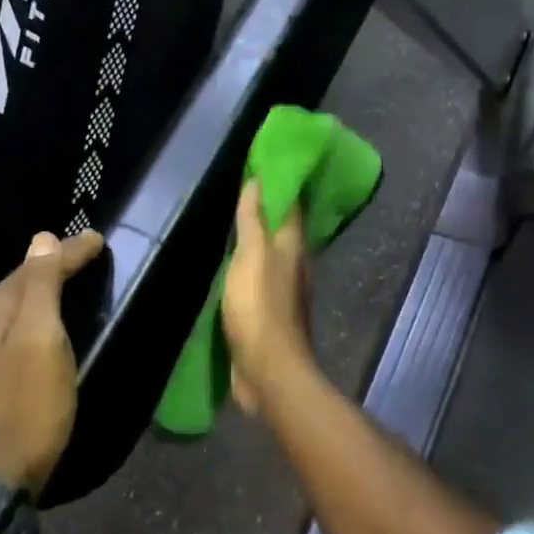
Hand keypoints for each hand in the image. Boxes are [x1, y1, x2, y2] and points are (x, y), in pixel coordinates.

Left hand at [0, 230, 103, 492]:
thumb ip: (41, 286)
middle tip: (83, 259)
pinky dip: (21, 317)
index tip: (98, 240)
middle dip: (50, 266)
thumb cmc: (28, 408)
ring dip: (34, 292)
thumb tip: (42, 238)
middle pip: (19, 281)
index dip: (70, 251)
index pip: (37, 263)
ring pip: (7, 305)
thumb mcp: (42, 341)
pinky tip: (30, 327)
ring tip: (62, 288)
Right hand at [221, 181, 315, 414]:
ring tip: (240, 220)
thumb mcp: (252, 256)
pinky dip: (252, 263)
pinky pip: (262, 277)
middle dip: (271, 208)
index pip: (292, 204)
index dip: (281, 183)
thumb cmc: (259, 308)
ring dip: (261, 236)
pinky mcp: (271, 312)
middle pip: (284, 228)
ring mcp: (285, 290)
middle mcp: (295, 264)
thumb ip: (253, 220)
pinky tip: (238, 263)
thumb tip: (258, 179)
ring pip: (273, 253)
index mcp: (294, 247)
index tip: (266, 162)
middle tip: (249, 186)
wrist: (269, 371)